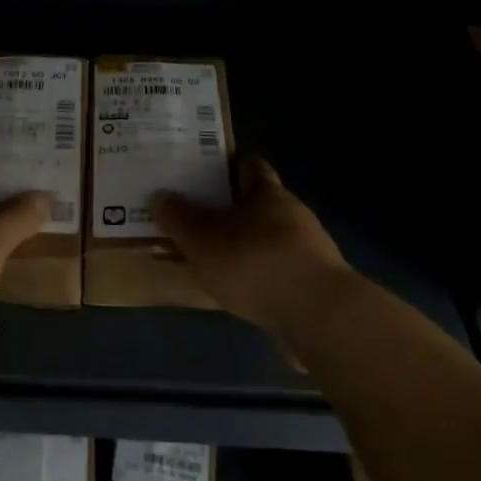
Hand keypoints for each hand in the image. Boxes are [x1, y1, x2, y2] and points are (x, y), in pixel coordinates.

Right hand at [154, 156, 352, 336]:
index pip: (249, 165)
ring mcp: (310, 248)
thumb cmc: (256, 264)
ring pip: (271, 236)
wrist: (321, 315)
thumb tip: (160, 195)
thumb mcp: (204, 242)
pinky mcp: (317, 282)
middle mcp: (292, 213)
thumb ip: (180, 220)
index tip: (205, 169)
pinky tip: (243, 288)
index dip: (229, 164)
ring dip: (248, 243)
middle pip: (260, 201)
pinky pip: (281, 268)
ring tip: (216, 256)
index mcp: (267, 193)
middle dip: (232, 208)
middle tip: (199, 215)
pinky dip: (262, 273)